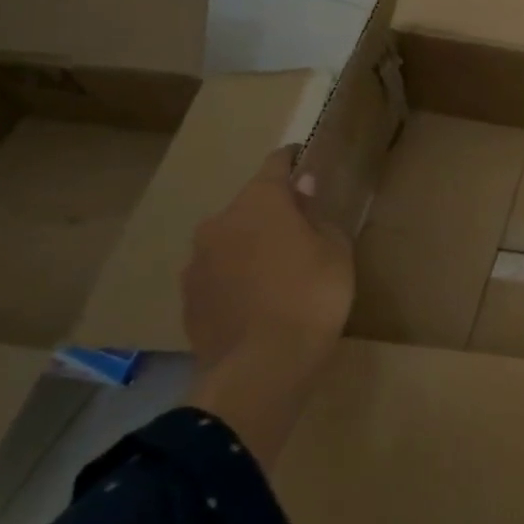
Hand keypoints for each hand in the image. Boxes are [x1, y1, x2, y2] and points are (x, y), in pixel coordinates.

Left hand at [183, 146, 355, 373]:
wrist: (263, 365)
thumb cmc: (313, 295)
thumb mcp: (335, 249)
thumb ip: (316, 214)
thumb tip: (302, 188)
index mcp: (260, 203)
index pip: (275, 165)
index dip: (291, 160)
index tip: (302, 158)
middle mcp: (220, 223)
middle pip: (250, 205)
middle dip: (272, 211)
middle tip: (300, 230)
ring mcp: (198, 262)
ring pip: (230, 240)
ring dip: (251, 245)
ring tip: (277, 271)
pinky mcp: (188, 298)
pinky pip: (218, 273)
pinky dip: (236, 276)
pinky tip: (257, 299)